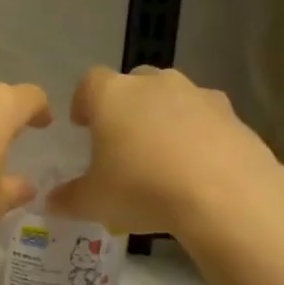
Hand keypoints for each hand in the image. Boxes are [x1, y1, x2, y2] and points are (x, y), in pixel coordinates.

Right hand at [48, 66, 283, 266]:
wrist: (226, 195)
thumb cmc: (143, 188)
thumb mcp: (93, 202)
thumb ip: (67, 199)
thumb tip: (51, 201)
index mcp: (112, 95)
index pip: (89, 82)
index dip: (83, 102)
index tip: (82, 126)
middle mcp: (153, 84)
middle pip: (133, 83)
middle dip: (125, 107)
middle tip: (122, 142)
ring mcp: (197, 94)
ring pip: (172, 98)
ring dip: (163, 119)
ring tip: (162, 157)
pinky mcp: (232, 114)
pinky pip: (205, 119)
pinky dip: (197, 135)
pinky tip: (197, 168)